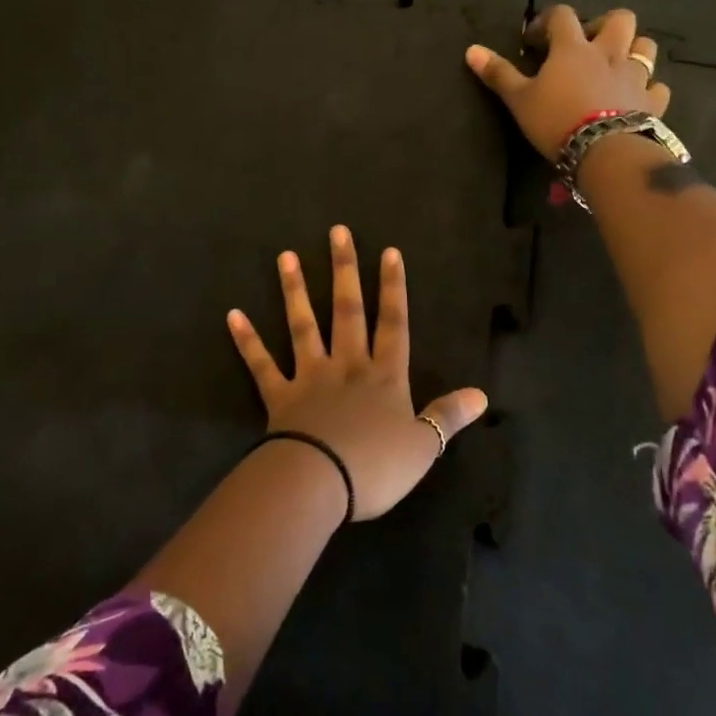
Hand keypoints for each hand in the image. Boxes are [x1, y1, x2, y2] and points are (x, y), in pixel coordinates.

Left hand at [227, 226, 488, 520]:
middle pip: (347, 310)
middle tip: (336, 232)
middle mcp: (348, 366)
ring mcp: (310, 377)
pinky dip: (247, 340)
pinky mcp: (279, 396)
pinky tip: (233, 315)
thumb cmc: (376, 467)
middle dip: (344, 270)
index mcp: (384, 376)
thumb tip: (482, 394)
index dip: (393, 288)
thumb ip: (448, 416)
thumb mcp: (424, 446)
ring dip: (295, 290)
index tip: (389, 251)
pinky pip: (261, 364)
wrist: (320, 482)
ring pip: (303, 326)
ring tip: (286, 256)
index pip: (394, 323)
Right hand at [465, 5, 670, 160]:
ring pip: (646, 46)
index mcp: (573, 48)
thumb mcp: (518, 99)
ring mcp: (635, 76)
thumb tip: (471, 49)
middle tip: (588, 44)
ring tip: (617, 65)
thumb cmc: (556, 121)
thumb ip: (498, 73)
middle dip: (604, 24)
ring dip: (634, 49)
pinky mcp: (652, 102)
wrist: (604, 152)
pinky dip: (650, 89)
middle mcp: (608, 53)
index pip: (562, 15)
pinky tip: (638, 98)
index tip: (536, 41)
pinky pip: (658, 87)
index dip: (548, 21)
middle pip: (619, 19)